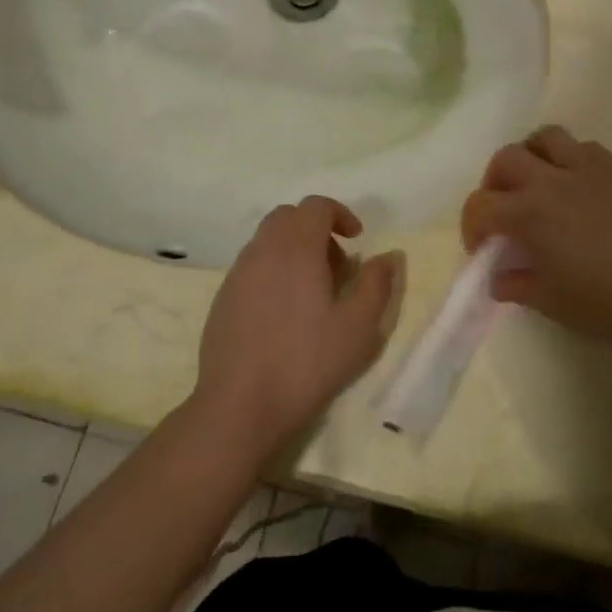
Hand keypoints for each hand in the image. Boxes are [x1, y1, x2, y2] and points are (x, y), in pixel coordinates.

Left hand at [193, 197, 401, 454]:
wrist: (240, 405)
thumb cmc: (307, 362)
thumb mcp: (359, 327)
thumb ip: (377, 284)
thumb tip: (388, 256)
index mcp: (296, 249)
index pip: (316, 205)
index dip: (340, 214)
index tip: (357, 239)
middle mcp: (262, 251)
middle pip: (288, 216)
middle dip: (316, 229)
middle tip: (336, 266)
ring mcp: (237, 274)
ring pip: (267, 240)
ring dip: (293, 250)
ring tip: (312, 292)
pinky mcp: (222, 298)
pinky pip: (252, 266)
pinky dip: (273, 270)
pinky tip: (284, 313)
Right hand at [462, 125, 611, 356]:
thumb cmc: (605, 304)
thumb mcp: (551, 302)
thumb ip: (517, 285)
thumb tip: (499, 279)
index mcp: (528, 214)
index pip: (480, 206)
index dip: (472, 227)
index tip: (482, 248)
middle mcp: (551, 180)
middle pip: (505, 158)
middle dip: (494, 183)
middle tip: (504, 211)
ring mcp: (586, 169)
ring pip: (544, 137)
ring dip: (530, 156)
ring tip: (536, 184)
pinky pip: (582, 146)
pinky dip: (568, 158)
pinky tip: (575, 186)